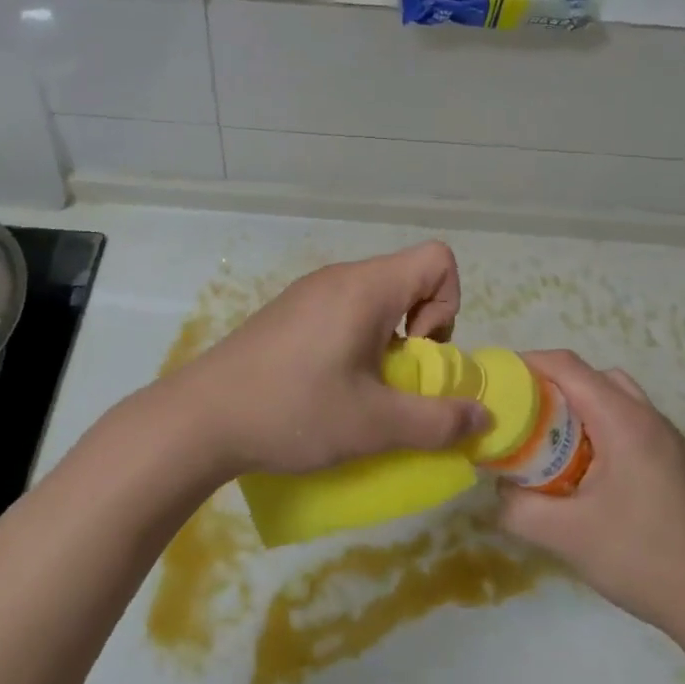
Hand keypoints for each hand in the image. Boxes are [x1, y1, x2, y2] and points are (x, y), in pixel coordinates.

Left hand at [171, 242, 489, 477]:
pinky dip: (357, 341)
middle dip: (419, 330)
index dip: (447, 305)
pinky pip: (344, 310)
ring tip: (362, 388)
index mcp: (365, 287)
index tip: (417, 352)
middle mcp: (339, 277)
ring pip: (376, 298)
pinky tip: (328, 385)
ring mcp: (309, 291)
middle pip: (408, 279)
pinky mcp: (290, 311)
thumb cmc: (294, 410)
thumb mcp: (374, 425)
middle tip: (392, 380)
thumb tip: (483, 415)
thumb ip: (437, 421)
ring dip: (387, 340)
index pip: (437, 258)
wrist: (201, 417)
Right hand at [498, 351, 684, 637]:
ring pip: (613, 395)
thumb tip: (498, 487)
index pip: (567, 366)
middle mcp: (648, 417)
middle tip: (519, 412)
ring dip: (577, 404)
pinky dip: (598, 424)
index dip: (527, 364)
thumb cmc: (641, 558)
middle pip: (590, 375)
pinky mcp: (674, 459)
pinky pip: (628, 420)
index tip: (497, 381)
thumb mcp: (565, 535)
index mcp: (623, 421)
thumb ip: (518, 508)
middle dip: (550, 384)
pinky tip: (584, 467)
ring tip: (550, 438)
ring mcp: (666, 438)